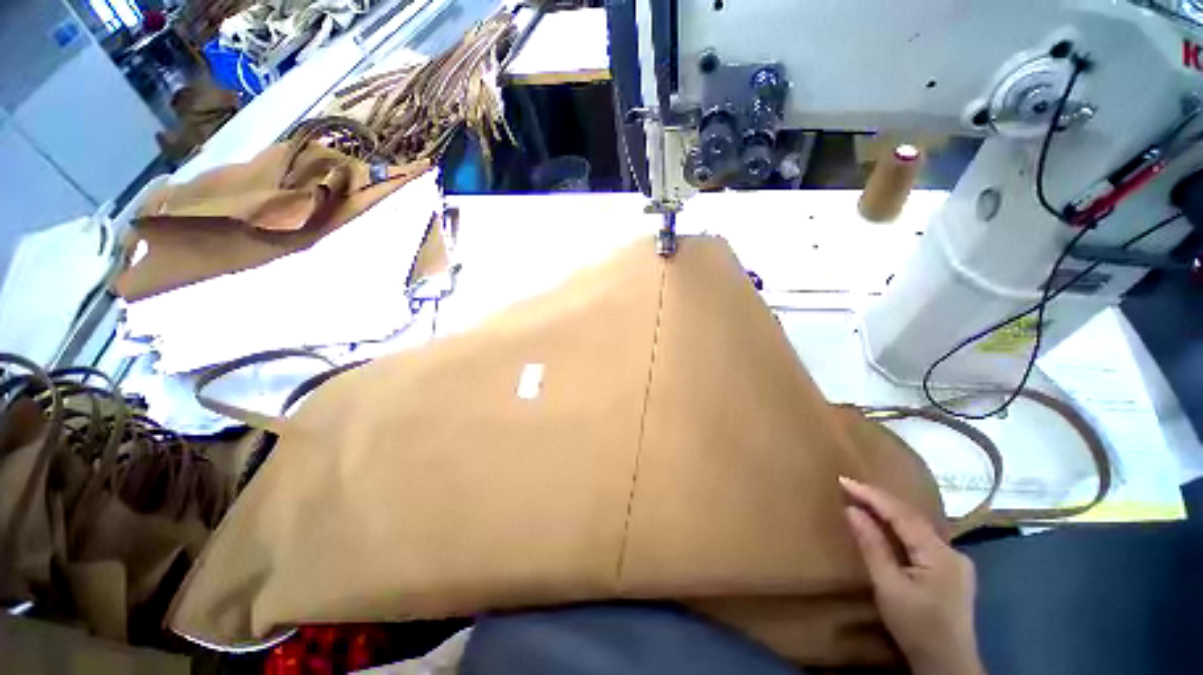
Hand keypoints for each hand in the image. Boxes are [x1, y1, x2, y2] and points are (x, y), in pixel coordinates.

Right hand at [840, 477, 983, 674]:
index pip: (902, 514)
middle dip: (880, 501)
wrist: (947, 666)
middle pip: (912, 518)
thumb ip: (872, 546)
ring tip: (863, 499)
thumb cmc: (916, 626)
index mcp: (940, 553)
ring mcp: (955, 562)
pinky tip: (887, 526)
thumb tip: (851, 510)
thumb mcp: (889, 587)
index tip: (843, 480)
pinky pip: (921, 540)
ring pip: (917, 528)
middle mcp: (952, 551)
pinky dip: (900, 528)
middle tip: (849, 486)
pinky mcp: (952, 572)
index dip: (872, 495)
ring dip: (890, 513)